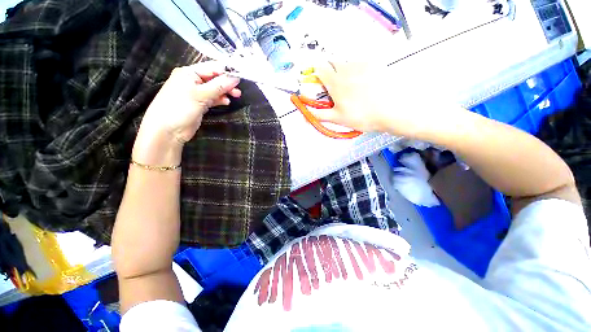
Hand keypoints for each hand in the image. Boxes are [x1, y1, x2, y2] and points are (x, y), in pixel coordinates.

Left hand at [141, 62, 240, 143]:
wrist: (168, 130)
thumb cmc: (180, 108)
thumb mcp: (201, 95)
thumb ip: (219, 86)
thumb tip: (236, 78)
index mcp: (189, 73)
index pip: (212, 68)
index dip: (226, 72)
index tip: (239, 78)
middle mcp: (192, 81)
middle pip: (214, 79)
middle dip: (227, 83)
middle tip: (238, 91)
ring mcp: (196, 93)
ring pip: (215, 89)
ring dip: (225, 92)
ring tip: (236, 96)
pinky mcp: (199, 104)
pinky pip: (212, 99)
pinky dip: (220, 100)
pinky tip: (226, 102)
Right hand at [312, 60, 460, 137]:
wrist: (391, 111)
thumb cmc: (361, 116)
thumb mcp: (338, 119)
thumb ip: (319, 115)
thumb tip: (304, 117)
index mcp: (335, 82)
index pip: (320, 68)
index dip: (318, 74)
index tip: (321, 83)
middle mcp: (346, 69)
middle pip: (333, 62)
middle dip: (331, 72)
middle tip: (337, 88)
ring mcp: (361, 64)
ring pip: (346, 62)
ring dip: (344, 71)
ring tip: (352, 87)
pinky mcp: (374, 64)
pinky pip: (360, 63)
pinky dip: (357, 70)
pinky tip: (364, 83)